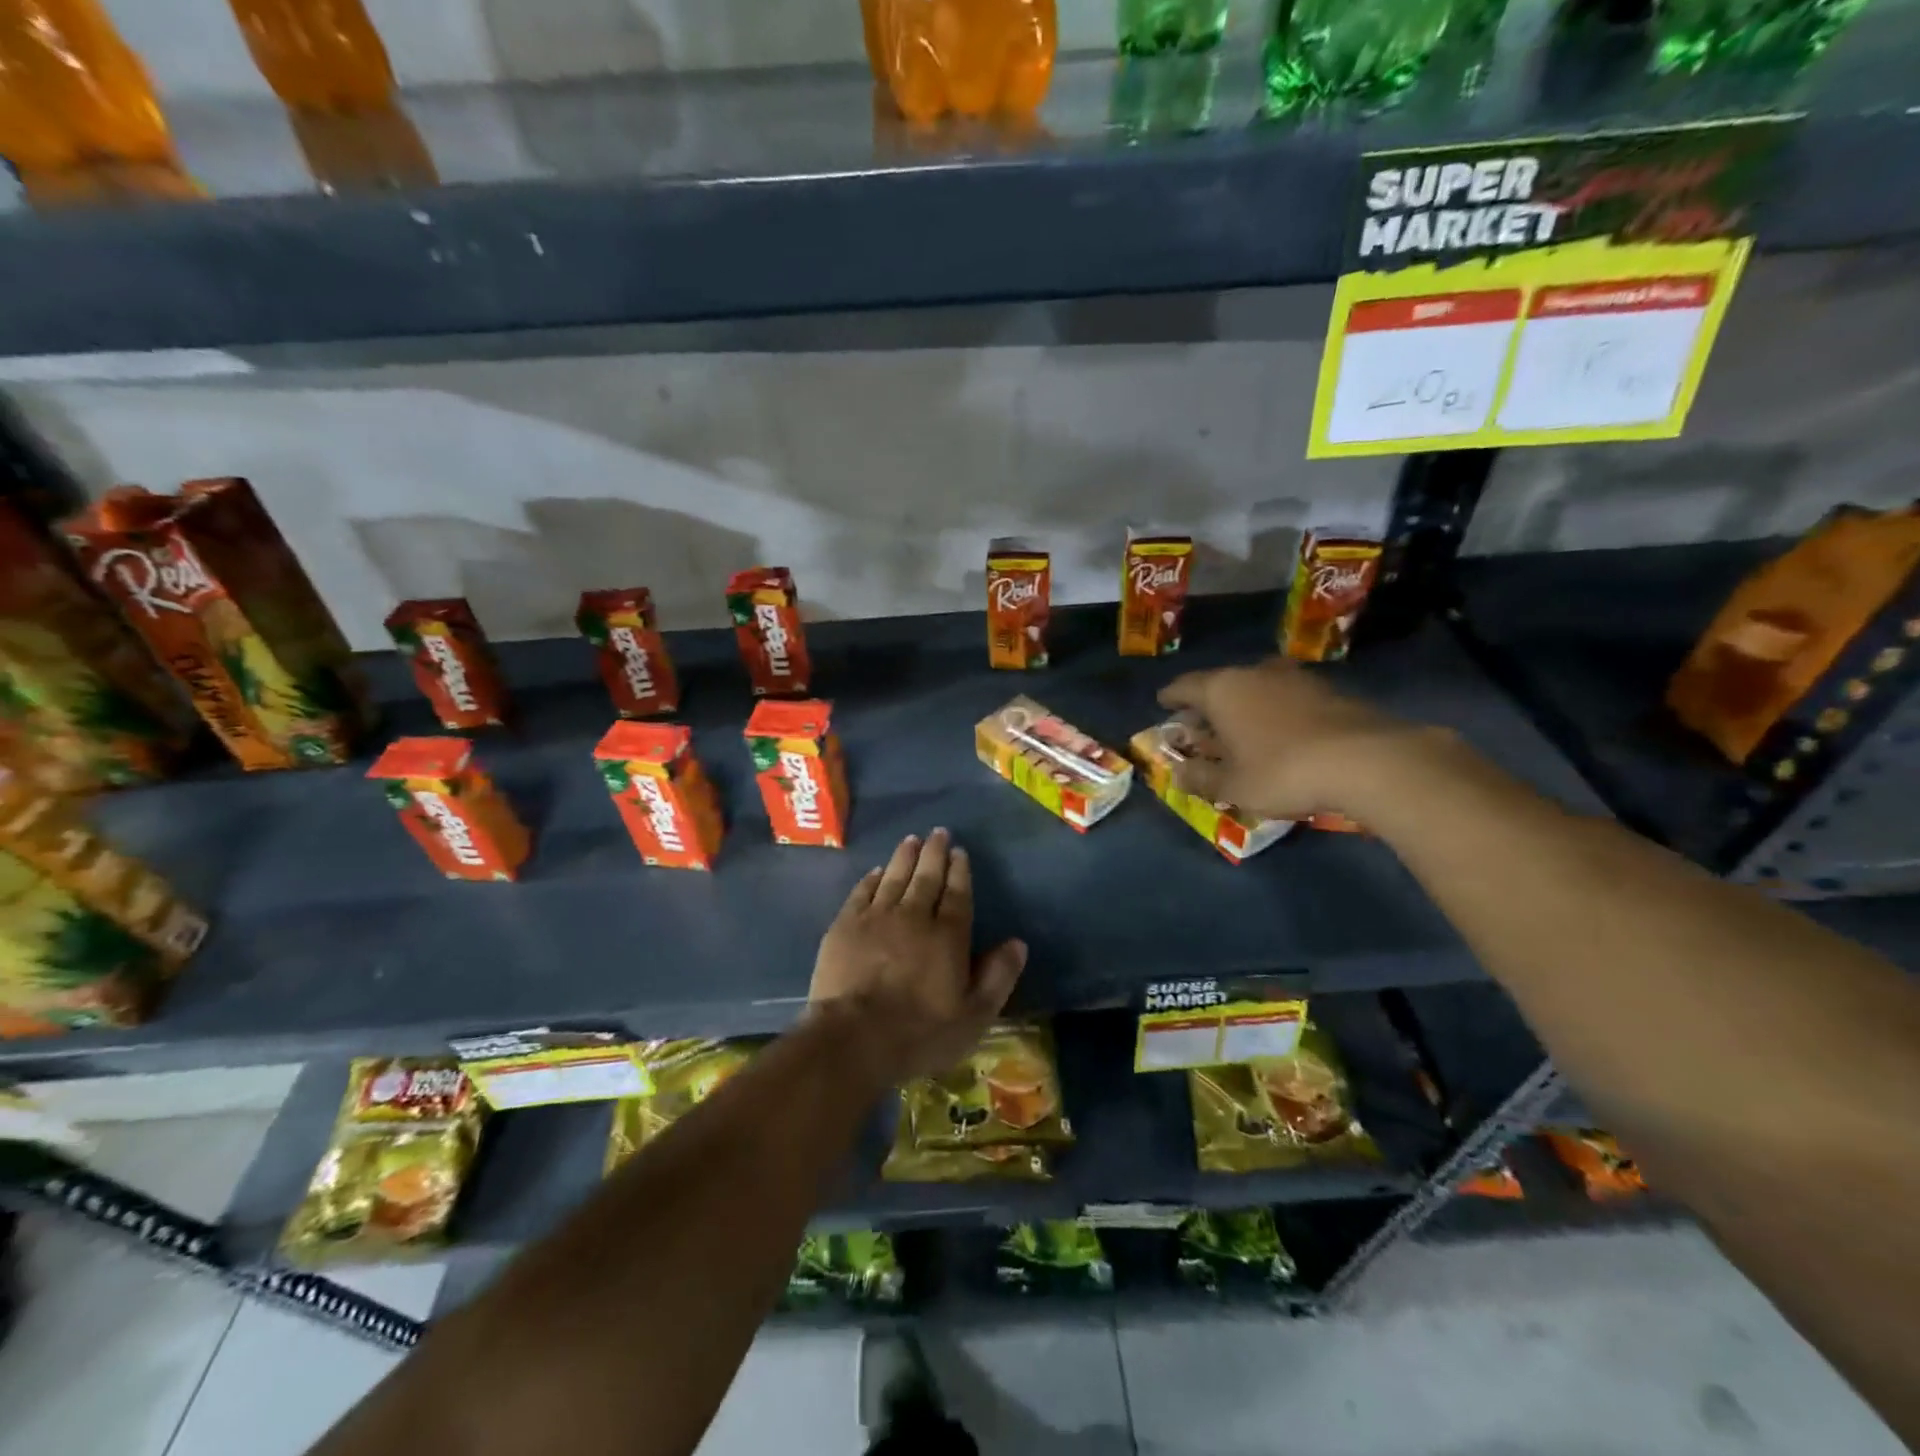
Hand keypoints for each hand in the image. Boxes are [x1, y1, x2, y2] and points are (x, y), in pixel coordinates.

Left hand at [808, 828, 1027, 1086]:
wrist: (854, 1038)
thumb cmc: (920, 1033)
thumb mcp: (974, 1015)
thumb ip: (998, 976)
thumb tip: (1018, 943)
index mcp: (948, 935)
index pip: (957, 894)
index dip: (960, 871)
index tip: (959, 852)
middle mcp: (914, 916)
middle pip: (926, 877)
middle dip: (934, 853)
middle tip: (938, 833)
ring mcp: (876, 918)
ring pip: (894, 877)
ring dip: (904, 857)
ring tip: (911, 840)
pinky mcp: (845, 927)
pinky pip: (861, 892)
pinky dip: (871, 879)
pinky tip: (876, 871)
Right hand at [1157, 658, 1437, 822]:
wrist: (1366, 760)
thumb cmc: (1282, 771)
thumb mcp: (1232, 786)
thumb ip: (1201, 778)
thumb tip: (1178, 773)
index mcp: (1222, 690)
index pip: (1185, 687)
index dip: (1171, 697)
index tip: (1163, 704)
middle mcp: (1254, 673)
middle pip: (1221, 684)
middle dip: (1208, 704)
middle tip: (1200, 725)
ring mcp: (1295, 678)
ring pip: (1256, 687)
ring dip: (1244, 705)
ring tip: (1241, 729)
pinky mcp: (1328, 690)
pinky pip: (1286, 697)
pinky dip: (1274, 711)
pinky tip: (1280, 732)